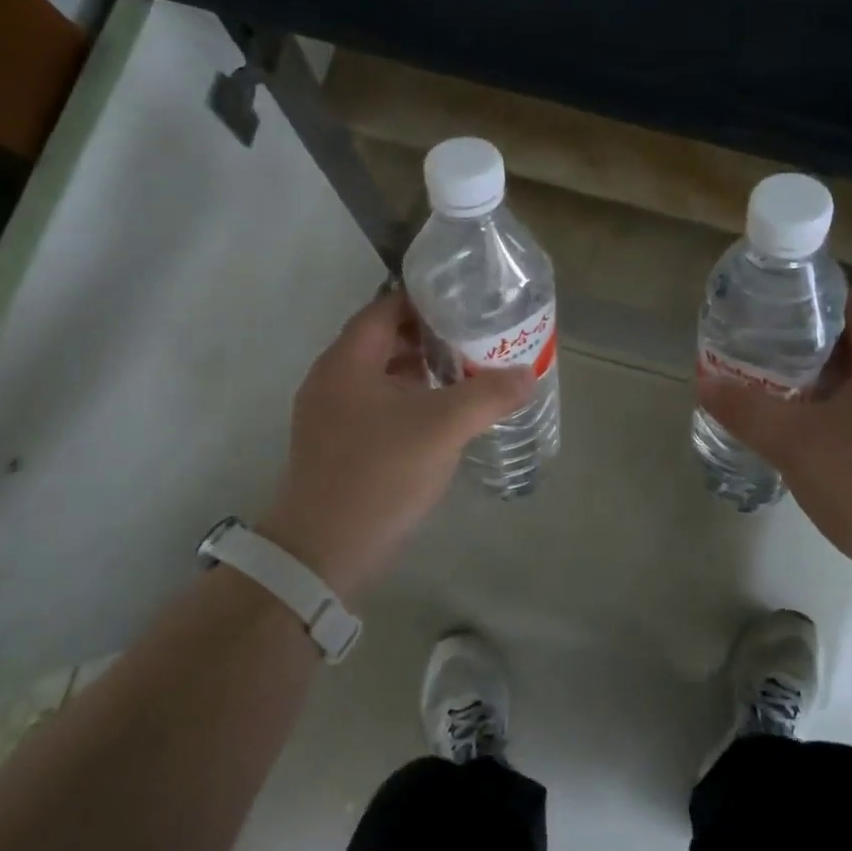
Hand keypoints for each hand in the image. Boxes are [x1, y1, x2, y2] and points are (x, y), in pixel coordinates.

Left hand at [255, 289, 534, 601]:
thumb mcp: (443, 428)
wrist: (324, 550)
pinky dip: (408, 400)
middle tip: (474, 338)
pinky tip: (440, 417)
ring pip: (380, 375)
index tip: (466, 302)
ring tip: (465, 374)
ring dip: (420, 371)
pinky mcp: (336, 444)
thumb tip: (527, 374)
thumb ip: (488, 395)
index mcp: (347, 361)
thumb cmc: (380, 474)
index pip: (386, 308)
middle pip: (383, 340)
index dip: (426, 300)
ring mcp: (329, 414)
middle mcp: (332, 379)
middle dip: (429, 337)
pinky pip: (376, 405)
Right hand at [695, 289, 851, 594]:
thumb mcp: (795, 444)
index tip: (779, 311)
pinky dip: (833, 411)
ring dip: (819, 380)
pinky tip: (802, 433)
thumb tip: (705, 381)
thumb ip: (747, 410)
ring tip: (774, 389)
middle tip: (765, 351)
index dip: (821, 299)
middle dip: (809, 343)